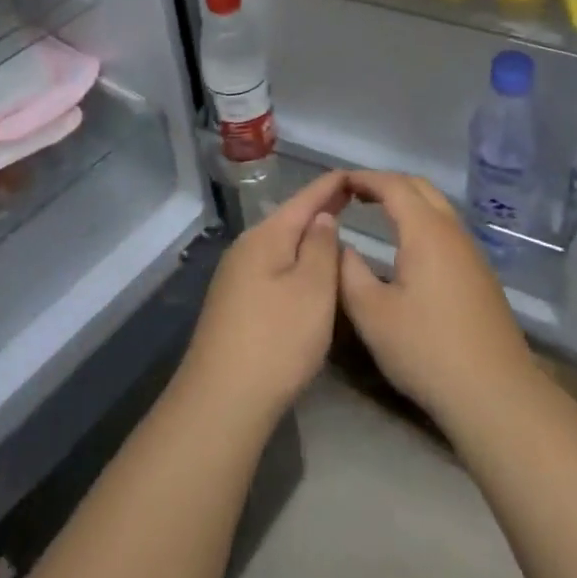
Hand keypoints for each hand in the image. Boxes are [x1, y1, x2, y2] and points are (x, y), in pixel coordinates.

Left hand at [177, 170, 349, 427]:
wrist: (221, 403)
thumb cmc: (276, 340)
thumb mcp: (313, 289)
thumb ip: (321, 246)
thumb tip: (322, 217)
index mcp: (266, 236)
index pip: (305, 198)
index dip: (331, 185)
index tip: (356, 174)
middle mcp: (246, 249)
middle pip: (290, 219)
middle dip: (320, 209)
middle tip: (353, 200)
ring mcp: (236, 278)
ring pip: (281, 246)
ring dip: (307, 238)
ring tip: (336, 233)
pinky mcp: (235, 306)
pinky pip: (273, 269)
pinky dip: (296, 263)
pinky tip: (308, 275)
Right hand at [337, 171, 539, 431]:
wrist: (494, 391)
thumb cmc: (427, 349)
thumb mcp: (372, 314)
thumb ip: (349, 273)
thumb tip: (340, 245)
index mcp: (426, 230)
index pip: (393, 185)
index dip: (365, 178)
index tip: (340, 181)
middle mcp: (452, 230)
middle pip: (420, 187)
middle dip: (387, 183)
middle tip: (356, 193)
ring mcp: (471, 251)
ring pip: (438, 207)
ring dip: (408, 201)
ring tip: (378, 213)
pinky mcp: (480, 273)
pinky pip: (447, 228)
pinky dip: (422, 220)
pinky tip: (409, 247)